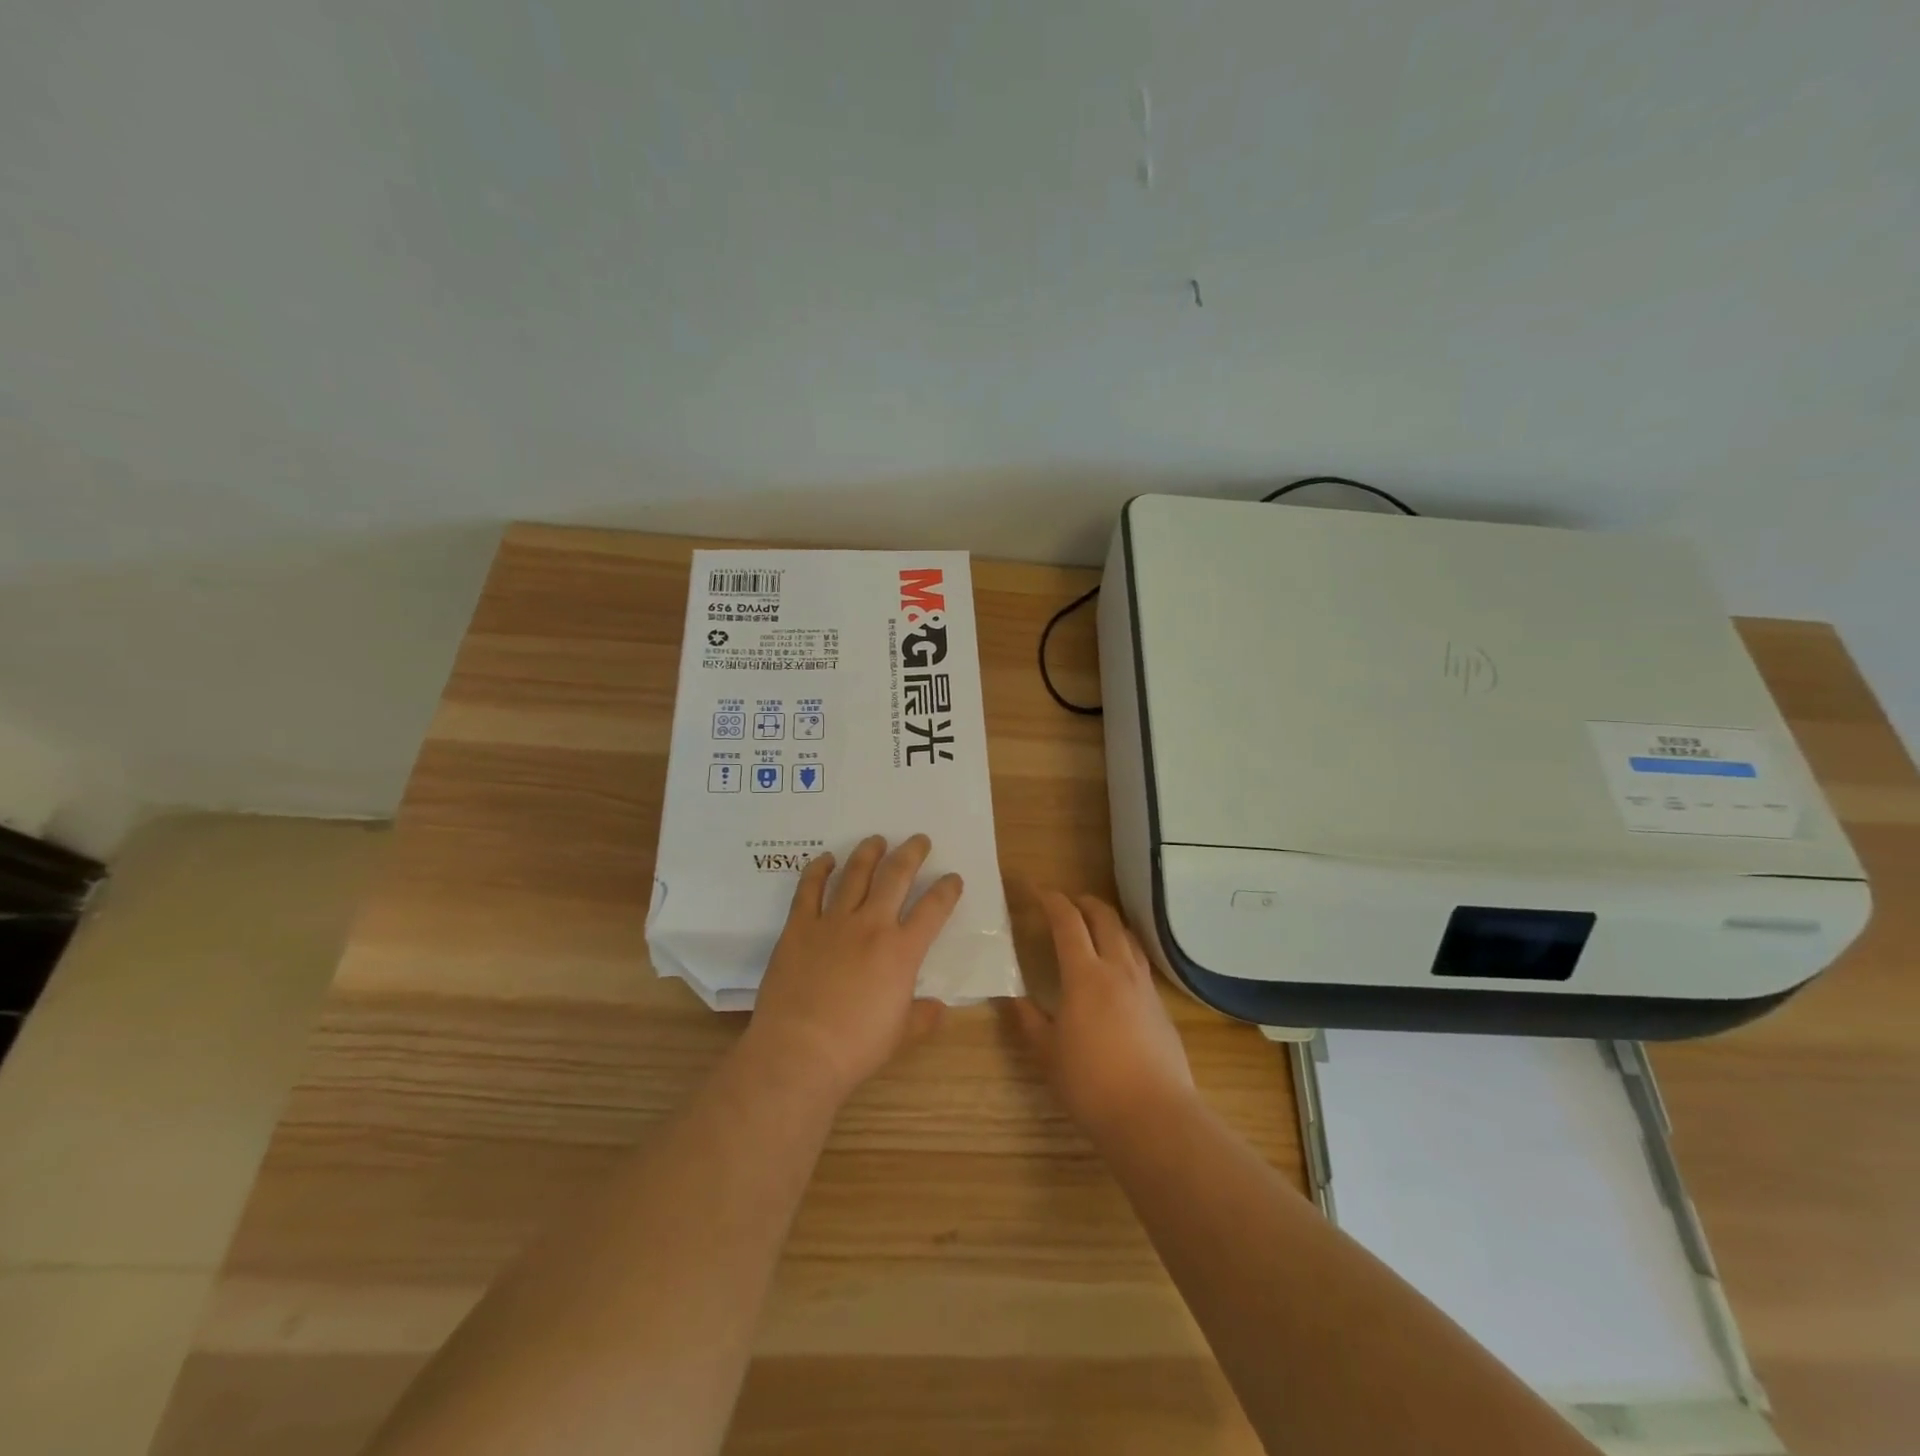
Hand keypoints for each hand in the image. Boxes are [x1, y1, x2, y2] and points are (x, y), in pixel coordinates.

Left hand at [742, 834, 962, 1103]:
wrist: (799, 1052)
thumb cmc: (855, 1048)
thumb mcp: (900, 1035)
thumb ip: (922, 1016)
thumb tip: (938, 1008)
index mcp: (902, 951)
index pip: (933, 909)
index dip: (947, 890)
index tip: (953, 878)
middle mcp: (871, 925)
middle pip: (896, 876)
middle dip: (911, 854)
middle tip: (919, 840)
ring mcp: (833, 922)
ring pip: (855, 874)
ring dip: (869, 853)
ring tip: (877, 840)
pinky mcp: (799, 927)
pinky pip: (809, 889)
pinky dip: (818, 869)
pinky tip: (826, 859)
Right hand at [1006, 891, 1196, 1138]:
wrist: (1153, 1116)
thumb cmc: (1091, 1085)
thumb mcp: (1047, 1054)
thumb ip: (1028, 1020)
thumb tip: (1011, 996)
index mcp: (1085, 975)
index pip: (1067, 921)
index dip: (1051, 900)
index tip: (1036, 891)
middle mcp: (1118, 969)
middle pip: (1104, 917)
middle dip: (1083, 902)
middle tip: (1066, 903)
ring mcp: (1144, 986)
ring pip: (1127, 936)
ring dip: (1107, 921)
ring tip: (1093, 927)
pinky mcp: (1161, 1005)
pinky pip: (1140, 961)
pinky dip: (1123, 948)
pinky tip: (1116, 968)